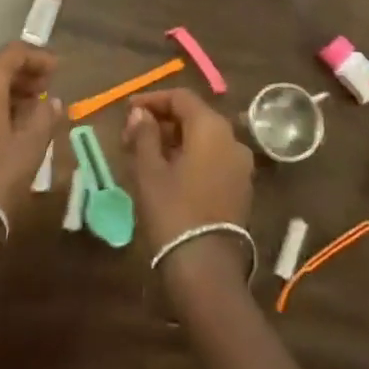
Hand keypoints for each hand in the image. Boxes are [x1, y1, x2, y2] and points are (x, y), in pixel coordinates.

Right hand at [124, 89, 253, 284]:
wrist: (206, 270)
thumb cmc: (173, 212)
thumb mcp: (149, 171)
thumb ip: (144, 135)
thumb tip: (139, 113)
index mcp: (211, 127)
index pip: (181, 98)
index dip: (152, 100)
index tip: (128, 110)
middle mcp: (232, 139)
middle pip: (194, 117)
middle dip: (162, 122)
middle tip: (132, 135)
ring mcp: (240, 165)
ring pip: (204, 139)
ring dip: (175, 141)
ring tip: (145, 155)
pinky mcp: (241, 188)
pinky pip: (213, 159)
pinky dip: (191, 158)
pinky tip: (168, 173)